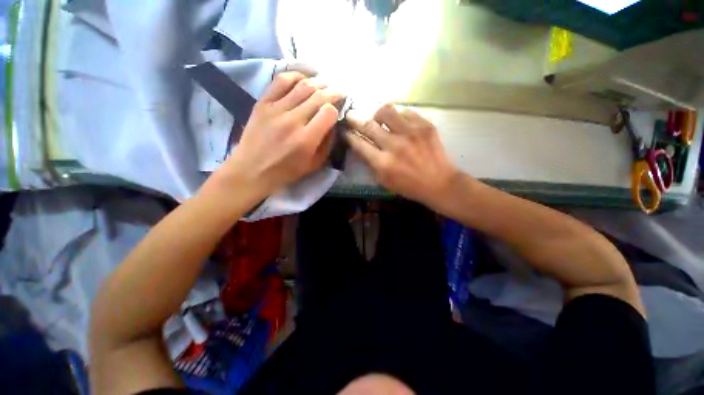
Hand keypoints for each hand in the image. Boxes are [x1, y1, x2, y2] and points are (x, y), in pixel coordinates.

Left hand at [214, 72, 343, 198]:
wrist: (252, 169)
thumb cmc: (286, 171)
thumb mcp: (314, 164)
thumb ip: (327, 145)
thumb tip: (333, 125)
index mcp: (306, 139)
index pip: (328, 112)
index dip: (335, 109)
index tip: (337, 111)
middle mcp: (292, 121)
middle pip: (318, 96)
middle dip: (333, 92)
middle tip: (338, 92)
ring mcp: (276, 109)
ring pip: (302, 86)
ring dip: (318, 82)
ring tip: (324, 84)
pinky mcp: (263, 103)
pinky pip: (281, 82)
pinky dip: (295, 76)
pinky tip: (303, 79)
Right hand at [345, 104, 459, 208]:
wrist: (439, 183)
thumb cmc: (409, 186)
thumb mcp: (384, 181)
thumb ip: (370, 164)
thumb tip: (359, 146)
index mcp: (383, 163)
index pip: (359, 144)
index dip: (349, 136)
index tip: (344, 131)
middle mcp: (394, 145)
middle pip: (368, 125)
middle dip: (355, 119)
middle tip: (351, 116)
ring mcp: (411, 133)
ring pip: (386, 111)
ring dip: (377, 114)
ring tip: (378, 119)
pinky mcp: (425, 125)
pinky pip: (405, 111)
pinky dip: (398, 116)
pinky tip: (399, 123)